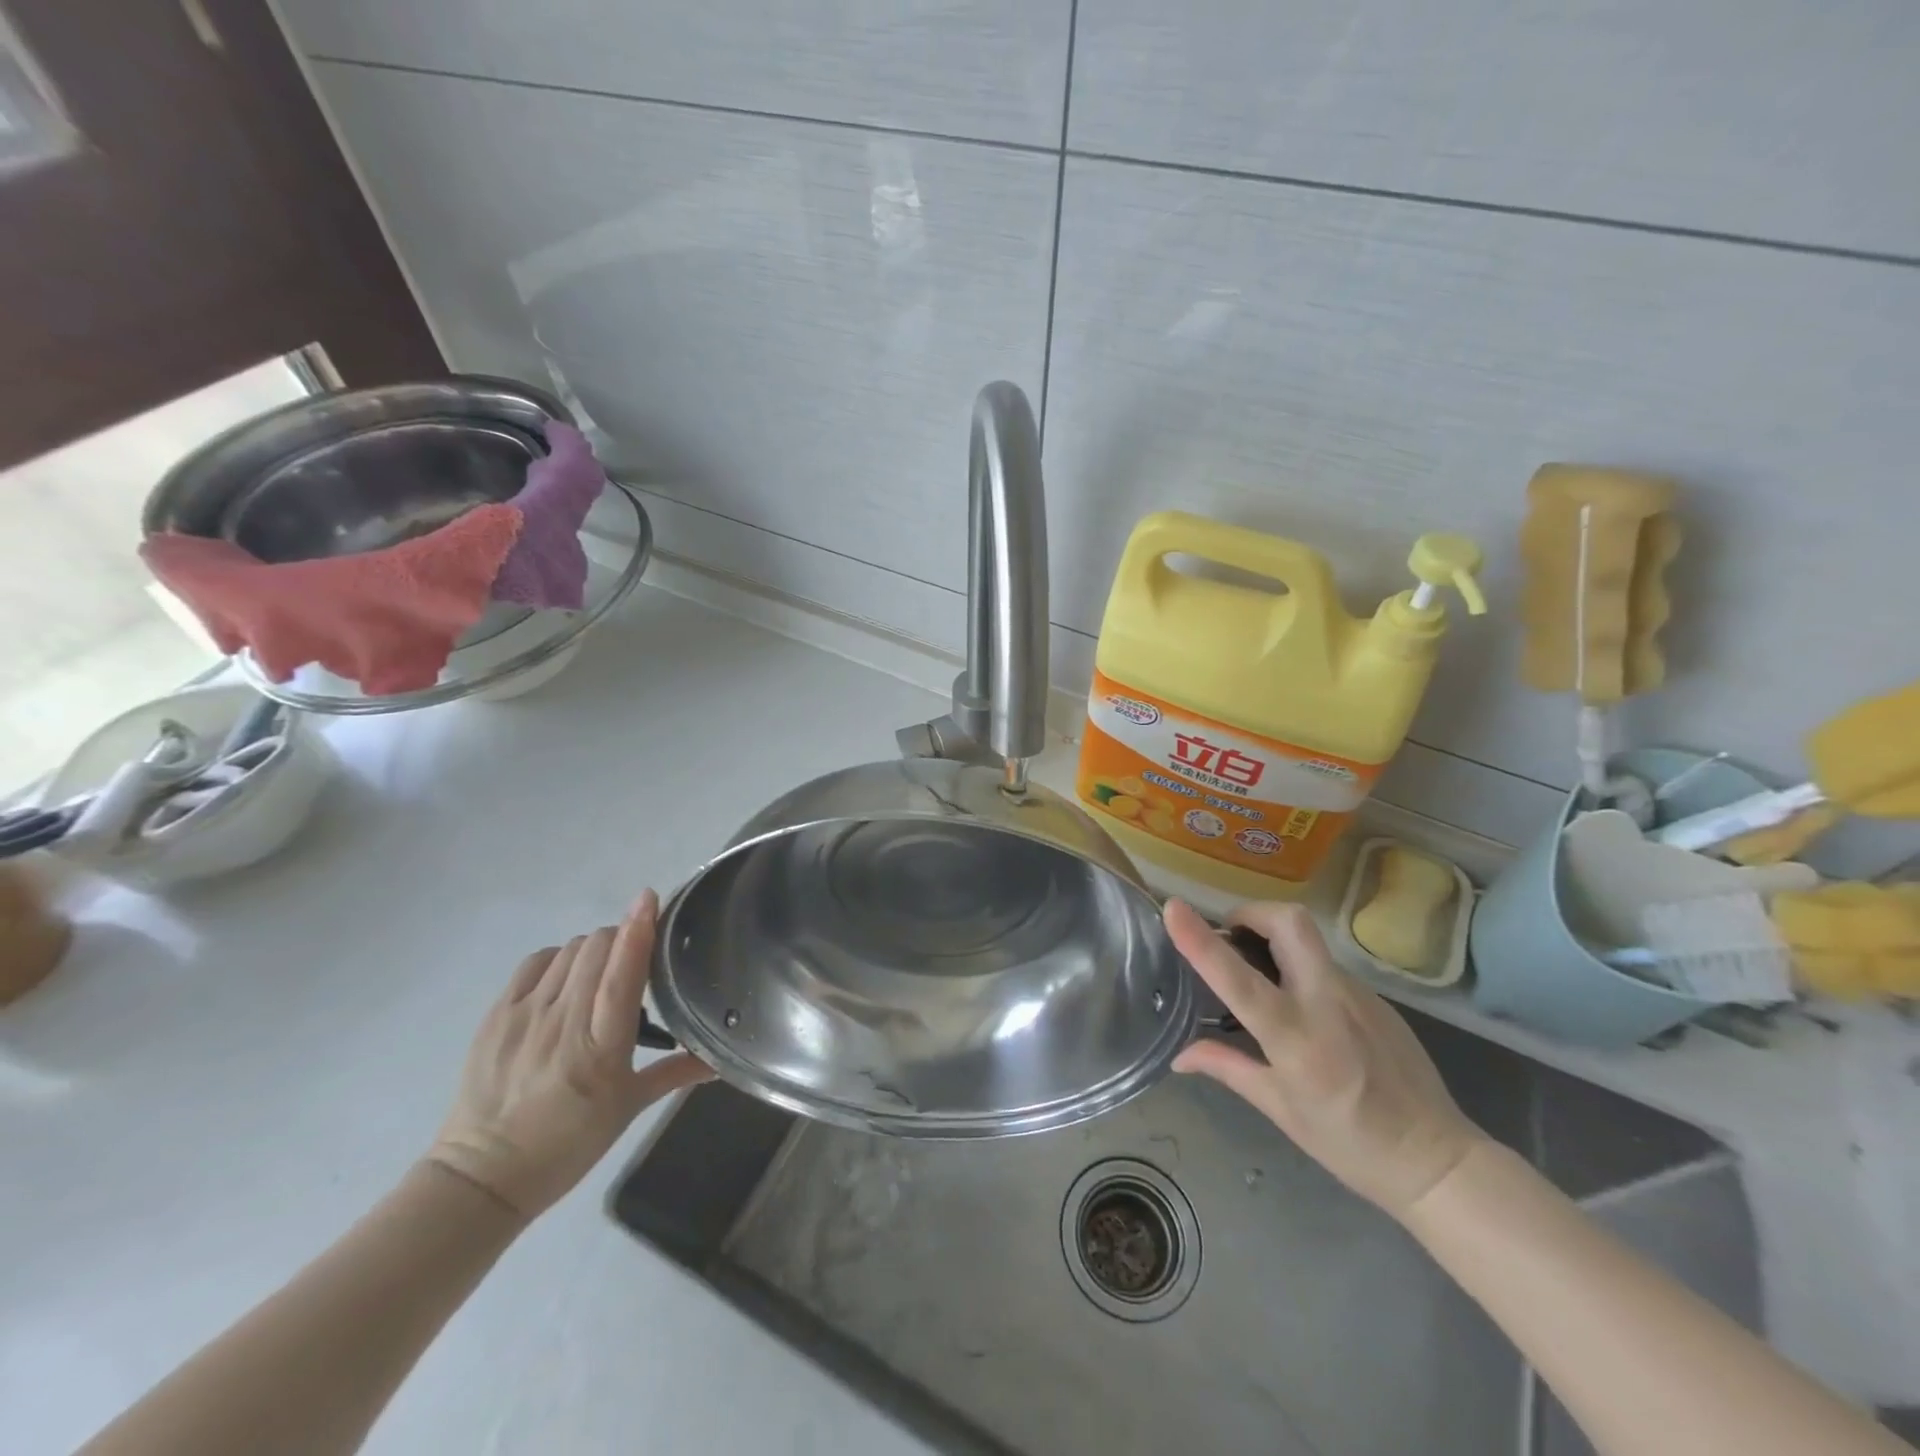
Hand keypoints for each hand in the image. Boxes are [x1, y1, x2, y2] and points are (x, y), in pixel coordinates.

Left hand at [428, 890, 711, 1220]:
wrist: (482, 1176)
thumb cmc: (567, 1144)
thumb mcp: (627, 1110)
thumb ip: (675, 1074)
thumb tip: (720, 1061)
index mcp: (601, 1048)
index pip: (623, 973)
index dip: (638, 930)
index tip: (650, 898)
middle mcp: (564, 1022)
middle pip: (596, 948)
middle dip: (620, 938)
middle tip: (633, 958)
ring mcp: (525, 1015)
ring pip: (569, 951)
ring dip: (593, 949)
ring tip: (599, 973)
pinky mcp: (497, 1015)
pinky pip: (535, 963)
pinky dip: (557, 959)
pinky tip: (564, 978)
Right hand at [1166, 898, 1484, 1217]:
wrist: (1438, 1160)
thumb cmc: (1349, 1143)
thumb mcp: (1280, 1110)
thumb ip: (1228, 1068)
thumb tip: (1179, 1056)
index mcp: (1297, 1039)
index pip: (1239, 980)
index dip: (1201, 941)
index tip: (1173, 909)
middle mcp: (1327, 1003)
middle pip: (1289, 923)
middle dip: (1250, 913)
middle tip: (1230, 937)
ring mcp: (1357, 994)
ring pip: (1307, 938)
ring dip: (1272, 938)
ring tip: (1259, 973)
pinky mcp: (1375, 995)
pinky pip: (1325, 964)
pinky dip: (1298, 967)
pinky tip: (1300, 1006)